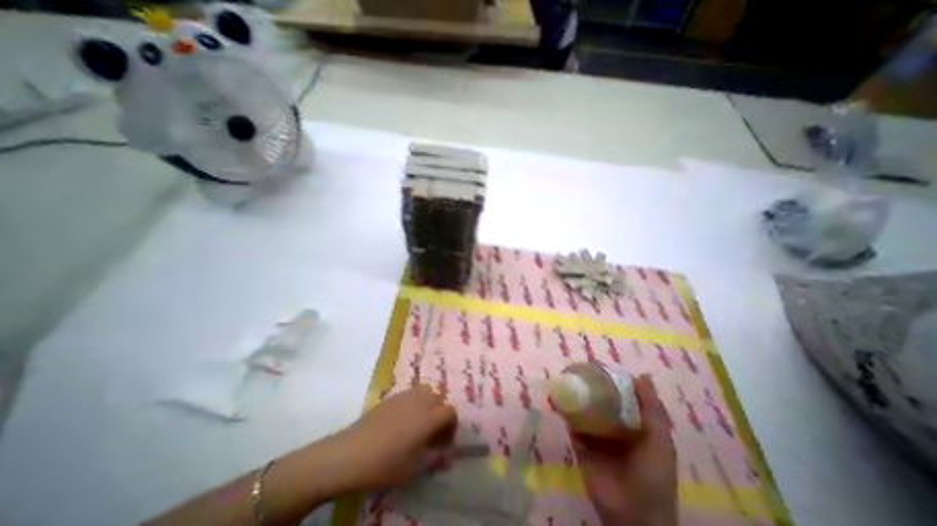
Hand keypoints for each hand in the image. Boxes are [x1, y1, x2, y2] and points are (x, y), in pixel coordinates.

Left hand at [327, 384, 458, 490]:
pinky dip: (414, 401)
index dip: (451, 427)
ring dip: (428, 403)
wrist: (351, 453)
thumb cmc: (385, 464)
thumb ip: (434, 459)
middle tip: (432, 433)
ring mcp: (406, 395)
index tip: (443, 443)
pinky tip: (402, 419)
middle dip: (440, 414)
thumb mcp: (414, 468)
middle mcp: (422, 400)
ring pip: (426, 391)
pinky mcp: (392, 395)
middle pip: (440, 398)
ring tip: (419, 422)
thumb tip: (447, 455)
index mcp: (430, 417)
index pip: (451, 412)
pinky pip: (411, 393)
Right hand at [567, 374, 678, 525]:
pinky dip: (566, 413)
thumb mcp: (660, 441)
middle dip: (590, 385)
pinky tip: (559, 398)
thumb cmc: (653, 476)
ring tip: (565, 377)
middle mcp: (613, 427)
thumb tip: (642, 375)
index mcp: (634, 425)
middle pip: (600, 400)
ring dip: (576, 396)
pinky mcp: (581, 446)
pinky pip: (572, 425)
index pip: (621, 396)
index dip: (611, 380)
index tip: (599, 364)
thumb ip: (652, 410)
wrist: (634, 515)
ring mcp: (596, 436)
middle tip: (578, 367)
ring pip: (584, 410)